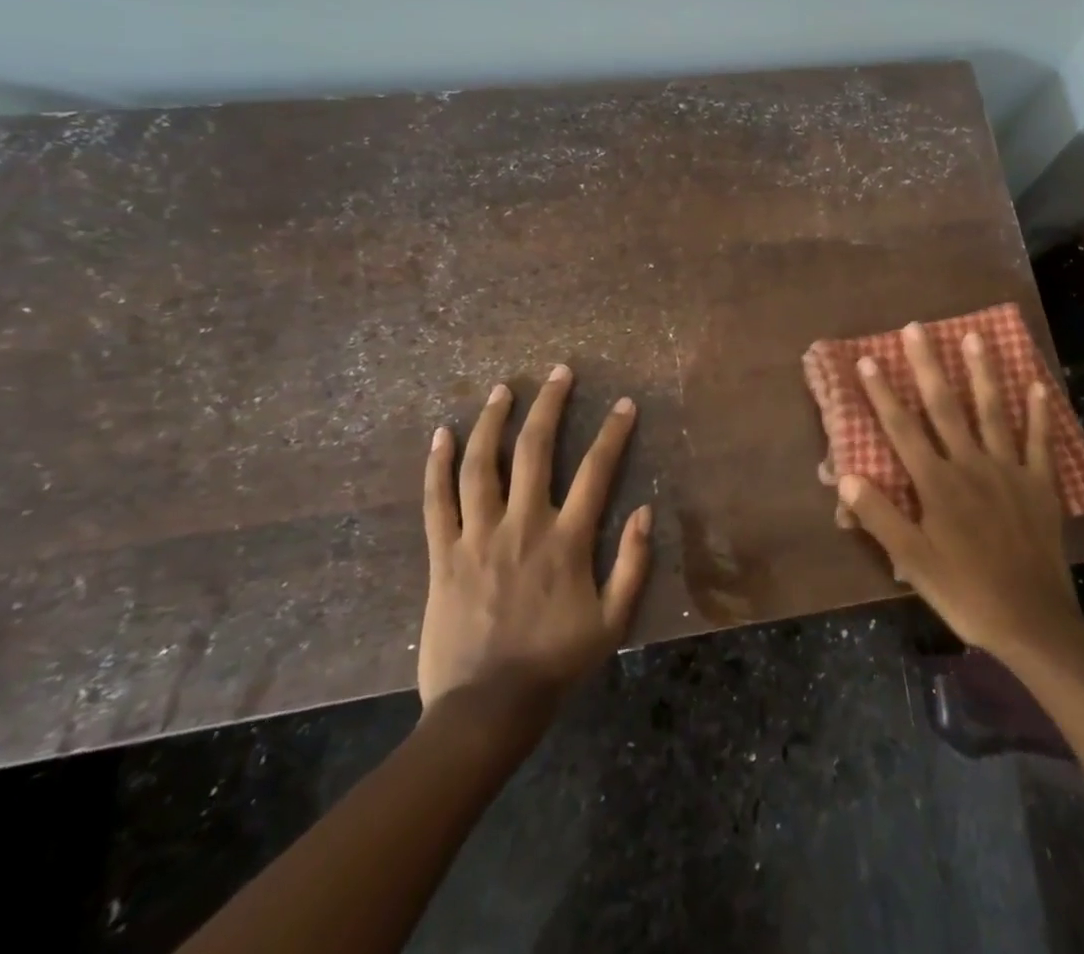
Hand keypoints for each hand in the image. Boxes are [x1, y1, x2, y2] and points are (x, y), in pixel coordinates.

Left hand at [418, 365, 652, 710]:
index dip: (613, 433)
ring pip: (482, 465)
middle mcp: (523, 525)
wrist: (485, 710)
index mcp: (566, 540)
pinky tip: (442, 434)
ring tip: (503, 389)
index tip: (624, 403)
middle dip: (550, 405)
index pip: (596, 471)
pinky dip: (438, 465)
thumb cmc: (555, 665)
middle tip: (559, 372)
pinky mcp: (444, 555)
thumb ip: (633, 565)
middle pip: (535, 451)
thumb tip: (646, 511)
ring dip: (493, 421)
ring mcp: (478, 537)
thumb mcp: (612, 623)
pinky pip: (438, 501)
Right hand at [838, 323, 1083, 667]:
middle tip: (917, 329)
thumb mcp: (912, 562)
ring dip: (982, 373)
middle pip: (945, 407)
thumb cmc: (964, 591)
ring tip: (975, 336)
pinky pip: (1040, 442)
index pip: (902, 429)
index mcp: (937, 483)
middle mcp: (971, 465)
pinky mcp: (1039, 484)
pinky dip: (1039, 413)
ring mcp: (1009, 471)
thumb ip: (880, 517)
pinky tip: (1037, 385)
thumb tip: (846, 476)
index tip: (867, 359)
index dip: (882, 393)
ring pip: (992, 412)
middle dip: (928, 366)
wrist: (1032, 621)